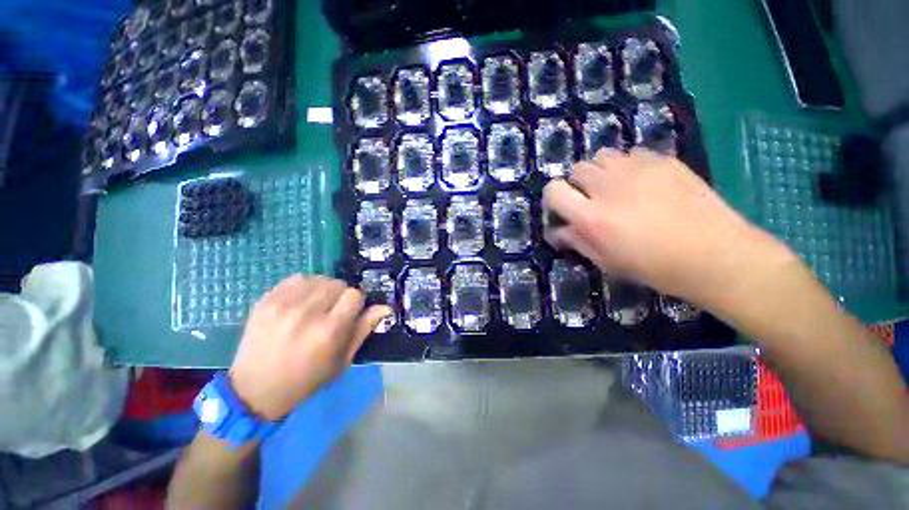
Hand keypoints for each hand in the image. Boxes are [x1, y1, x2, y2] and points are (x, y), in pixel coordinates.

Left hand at [228, 275, 390, 420]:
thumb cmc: (306, 379)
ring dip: (323, 289)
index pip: (354, 294)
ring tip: (316, 305)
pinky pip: (296, 278)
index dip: (356, 303)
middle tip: (332, 311)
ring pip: (318, 278)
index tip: (350, 312)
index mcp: (329, 330)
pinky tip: (300, 301)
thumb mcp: (342, 360)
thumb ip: (364, 329)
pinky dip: (304, 286)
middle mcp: (307, 313)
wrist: (254, 390)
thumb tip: (385, 307)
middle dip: (340, 295)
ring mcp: (283, 304)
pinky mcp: (265, 300)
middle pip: (337, 283)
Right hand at [542, 148, 793, 306]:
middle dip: (578, 184)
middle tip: (593, 200)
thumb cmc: (654, 266)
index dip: (553, 197)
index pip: (553, 190)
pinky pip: (631, 154)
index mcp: (592, 216)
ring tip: (616, 188)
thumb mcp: (606, 261)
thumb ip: (576, 241)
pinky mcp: (663, 160)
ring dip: (601, 171)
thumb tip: (558, 230)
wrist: (715, 255)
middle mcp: (608, 187)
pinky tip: (642, 183)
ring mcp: (638, 169)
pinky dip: (627, 166)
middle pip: (577, 168)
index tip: (563, 208)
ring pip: (602, 156)